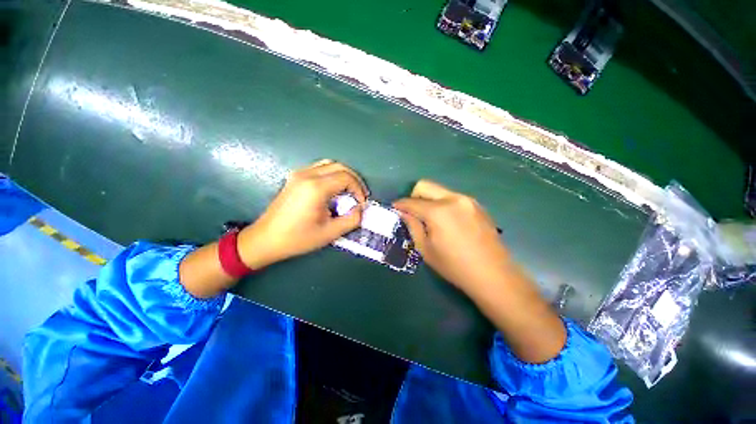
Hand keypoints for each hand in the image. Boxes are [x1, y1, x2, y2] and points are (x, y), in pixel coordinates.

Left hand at [238, 160, 367, 268]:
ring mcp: (299, 174)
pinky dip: (332, 175)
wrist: (266, 239)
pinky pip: (319, 168)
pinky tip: (334, 189)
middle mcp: (307, 175)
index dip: (359, 189)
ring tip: (349, 191)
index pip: (346, 178)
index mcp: (316, 187)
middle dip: (354, 180)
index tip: (361, 203)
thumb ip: (352, 219)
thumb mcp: (330, 233)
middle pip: (340, 167)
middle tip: (359, 196)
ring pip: (329, 165)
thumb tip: (361, 208)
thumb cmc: (298, 238)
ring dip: (343, 176)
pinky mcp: (295, 177)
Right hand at [393, 180, 511, 294]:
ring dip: (429, 200)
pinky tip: (447, 221)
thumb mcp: (426, 249)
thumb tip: (404, 213)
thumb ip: (413, 226)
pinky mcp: (477, 205)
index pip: (412, 202)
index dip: (400, 204)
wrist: (493, 275)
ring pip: (439, 191)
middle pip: (425, 185)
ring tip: (430, 218)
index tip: (394, 208)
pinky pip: (453, 197)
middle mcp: (453, 198)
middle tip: (412, 212)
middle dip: (413, 196)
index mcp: (438, 211)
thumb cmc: (454, 266)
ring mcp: (467, 200)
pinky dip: (443, 204)